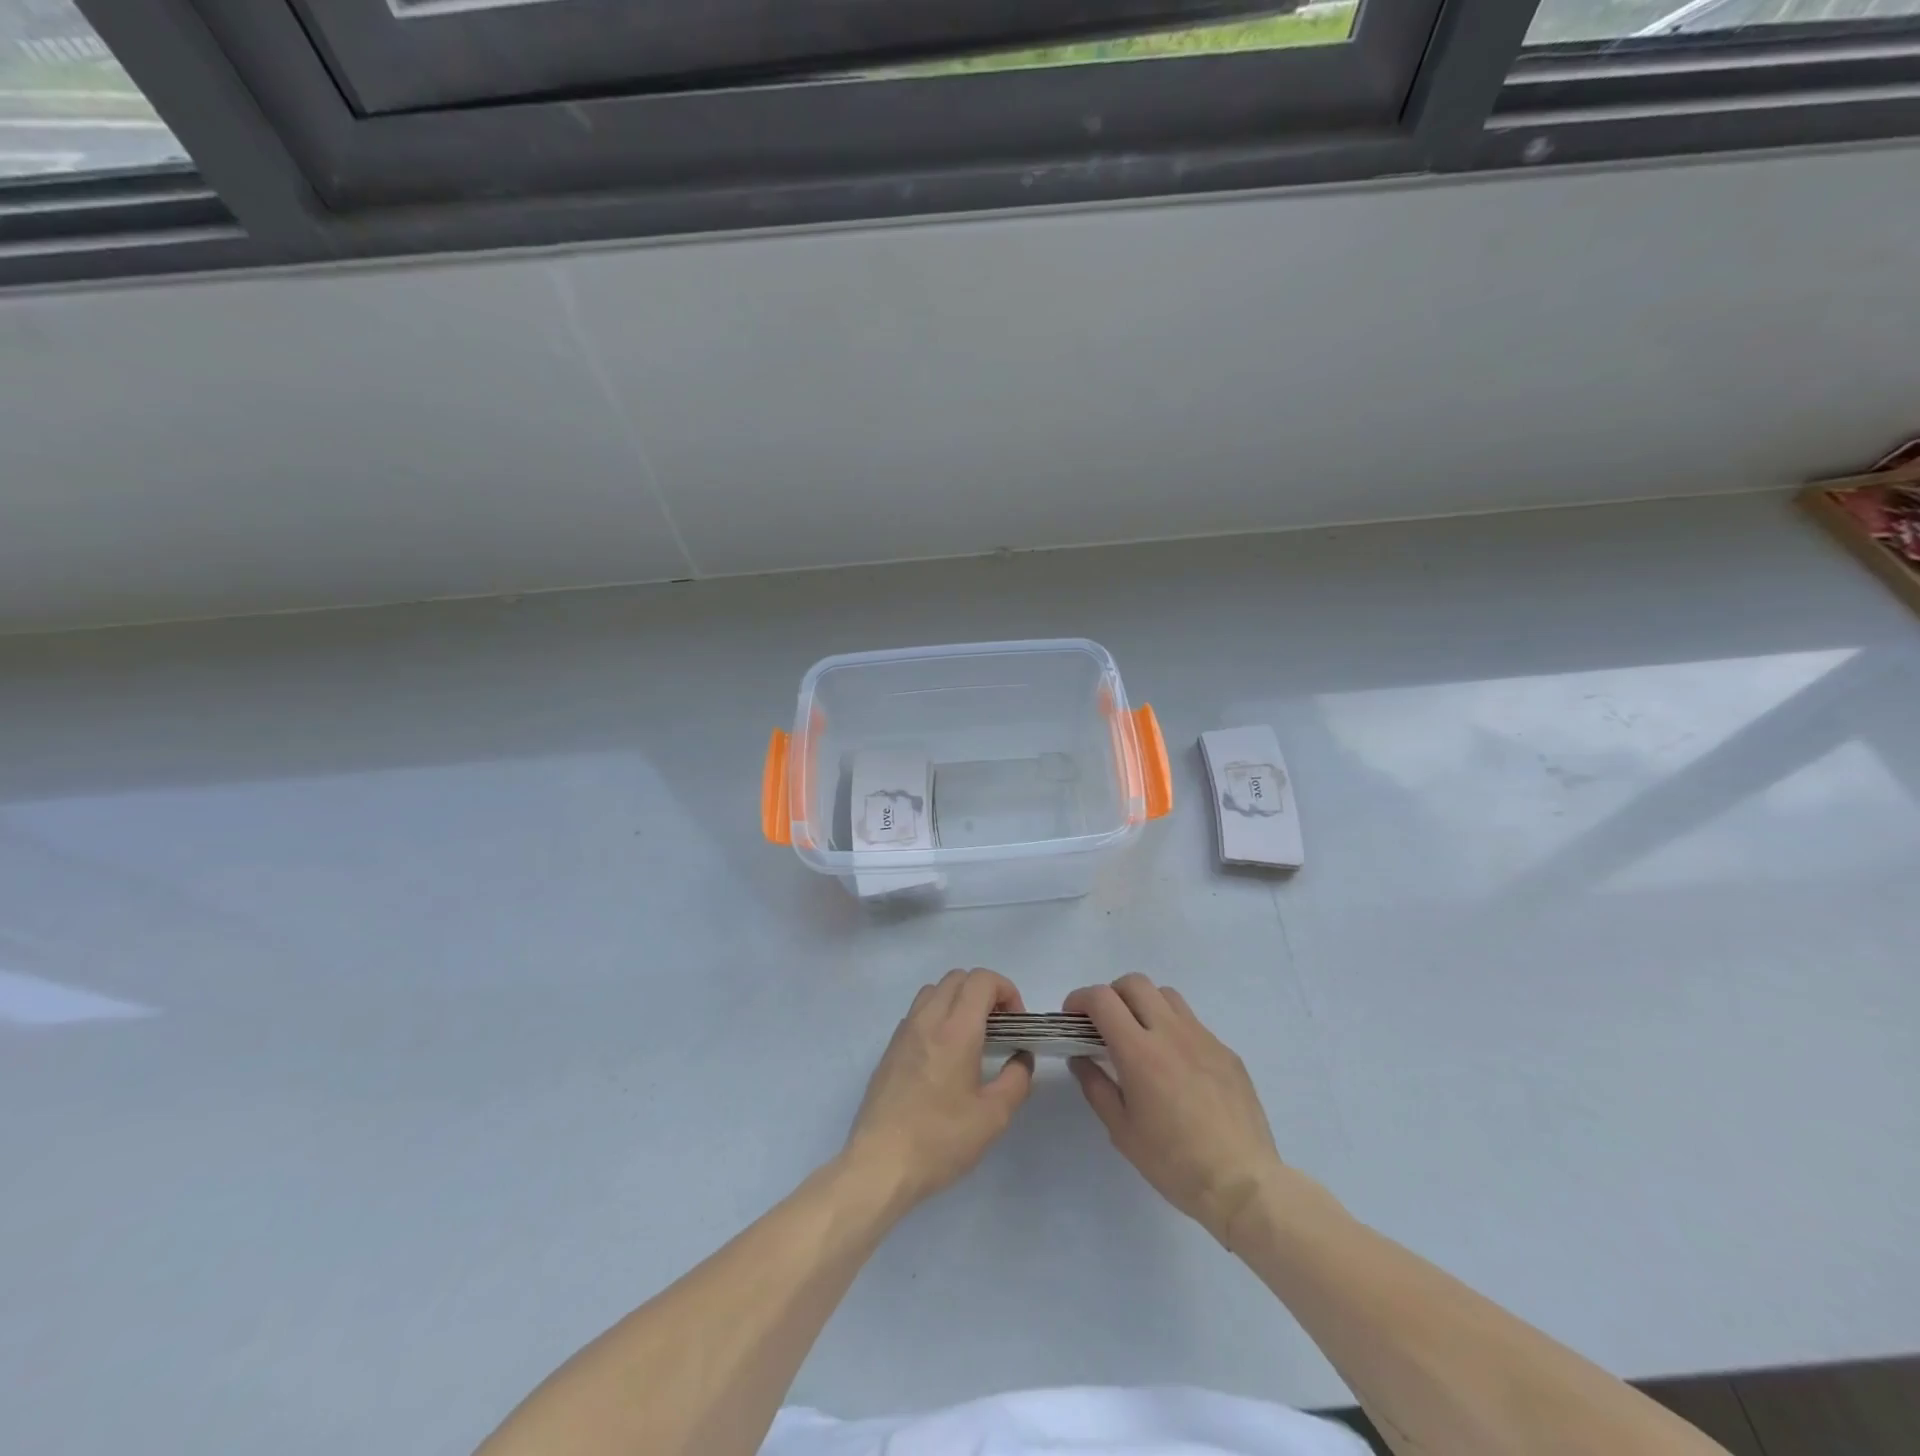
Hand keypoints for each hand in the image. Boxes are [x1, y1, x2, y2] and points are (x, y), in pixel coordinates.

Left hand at [844, 968, 1034, 1214]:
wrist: (880, 1164)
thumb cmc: (940, 1140)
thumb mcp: (994, 1117)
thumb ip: (1016, 1080)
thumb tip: (1021, 1058)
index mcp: (956, 1029)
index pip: (982, 980)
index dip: (1006, 990)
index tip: (1016, 1022)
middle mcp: (927, 1019)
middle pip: (958, 977)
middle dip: (985, 992)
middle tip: (999, 1027)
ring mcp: (904, 1032)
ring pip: (934, 990)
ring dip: (958, 1000)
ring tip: (972, 1037)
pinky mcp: (890, 1049)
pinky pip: (917, 1013)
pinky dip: (937, 1016)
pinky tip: (944, 1055)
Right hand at [1065, 974, 1285, 1246]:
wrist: (1243, 1183)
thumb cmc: (1174, 1162)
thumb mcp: (1122, 1131)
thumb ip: (1095, 1086)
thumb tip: (1080, 1058)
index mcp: (1139, 1051)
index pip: (1103, 999)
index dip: (1080, 999)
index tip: (1072, 1017)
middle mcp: (1171, 1033)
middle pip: (1135, 983)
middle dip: (1112, 994)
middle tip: (1104, 1024)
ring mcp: (1203, 1038)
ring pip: (1167, 996)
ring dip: (1145, 1004)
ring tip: (1141, 1036)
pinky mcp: (1226, 1052)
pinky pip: (1193, 1024)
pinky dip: (1173, 1029)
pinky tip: (1176, 1066)